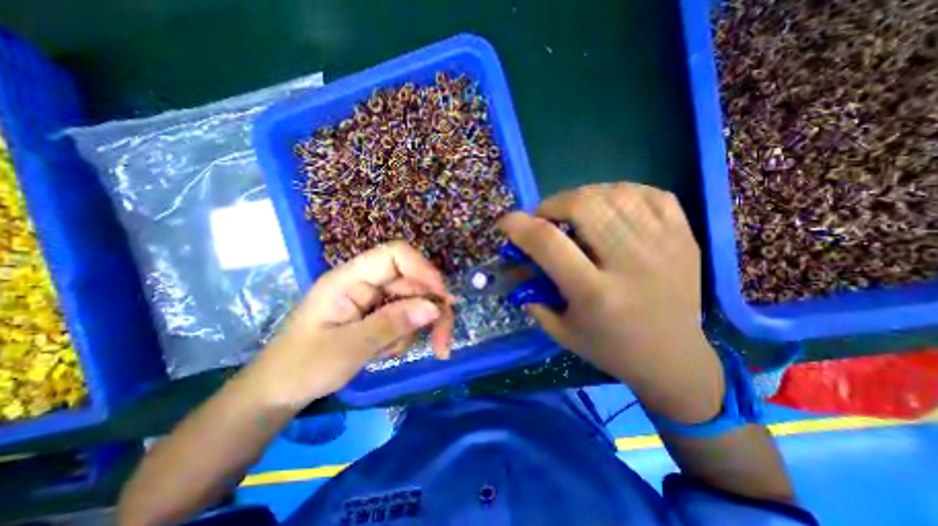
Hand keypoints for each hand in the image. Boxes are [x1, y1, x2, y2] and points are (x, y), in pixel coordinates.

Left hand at [242, 241, 453, 409]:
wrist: (279, 392)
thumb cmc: (302, 367)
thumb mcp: (347, 348)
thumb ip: (391, 324)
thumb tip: (435, 308)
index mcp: (349, 278)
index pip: (395, 255)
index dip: (423, 270)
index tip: (442, 299)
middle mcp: (365, 282)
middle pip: (413, 282)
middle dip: (431, 311)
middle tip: (442, 344)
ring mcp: (372, 298)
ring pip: (414, 302)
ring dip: (416, 328)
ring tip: (392, 354)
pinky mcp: (377, 313)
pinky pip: (406, 317)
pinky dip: (406, 335)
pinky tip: (387, 352)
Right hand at [501, 183, 719, 422]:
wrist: (674, 358)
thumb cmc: (610, 348)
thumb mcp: (560, 329)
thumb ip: (532, 293)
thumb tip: (516, 261)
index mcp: (595, 293)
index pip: (548, 242)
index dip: (519, 225)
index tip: (507, 223)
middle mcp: (631, 264)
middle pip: (583, 205)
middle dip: (552, 205)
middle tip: (546, 219)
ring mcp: (664, 245)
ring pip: (614, 193)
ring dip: (583, 197)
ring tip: (576, 212)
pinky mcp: (685, 236)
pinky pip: (648, 193)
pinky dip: (620, 193)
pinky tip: (610, 208)